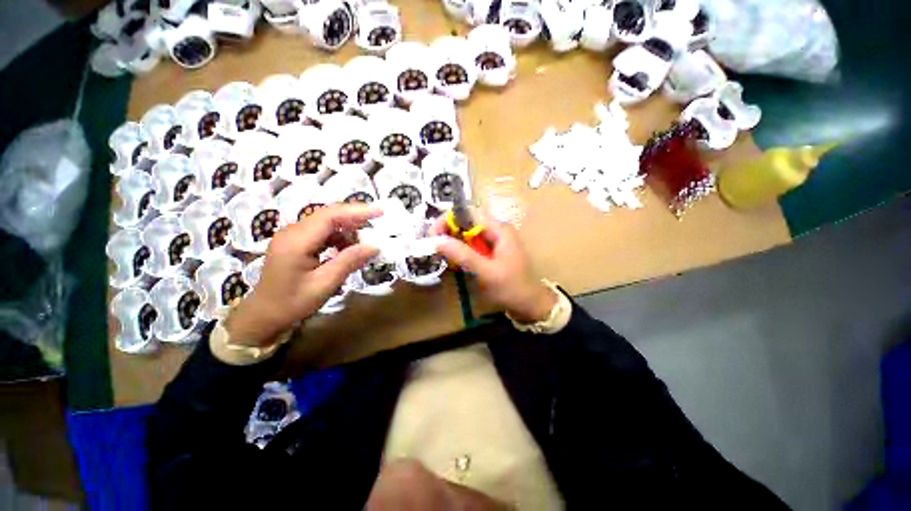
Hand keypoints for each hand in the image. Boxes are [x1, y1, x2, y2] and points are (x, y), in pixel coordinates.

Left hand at [226, 204, 381, 346]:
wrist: (263, 314)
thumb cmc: (292, 303)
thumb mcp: (324, 284)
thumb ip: (349, 261)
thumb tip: (374, 245)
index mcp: (296, 241)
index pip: (330, 216)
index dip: (357, 211)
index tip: (380, 212)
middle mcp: (292, 231)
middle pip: (328, 214)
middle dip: (355, 217)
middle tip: (378, 223)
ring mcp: (292, 235)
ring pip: (326, 222)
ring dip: (348, 228)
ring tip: (365, 242)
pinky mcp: (295, 241)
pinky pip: (321, 231)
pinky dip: (339, 236)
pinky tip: (348, 249)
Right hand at [431, 211, 556, 322]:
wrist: (529, 305)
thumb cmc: (512, 288)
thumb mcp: (487, 272)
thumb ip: (463, 255)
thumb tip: (436, 240)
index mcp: (499, 229)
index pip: (468, 213)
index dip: (447, 220)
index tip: (432, 236)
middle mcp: (496, 230)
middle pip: (466, 222)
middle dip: (448, 232)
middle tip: (433, 248)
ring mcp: (494, 241)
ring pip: (467, 234)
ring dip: (452, 243)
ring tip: (441, 256)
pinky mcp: (491, 252)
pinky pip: (471, 246)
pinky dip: (460, 252)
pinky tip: (454, 263)